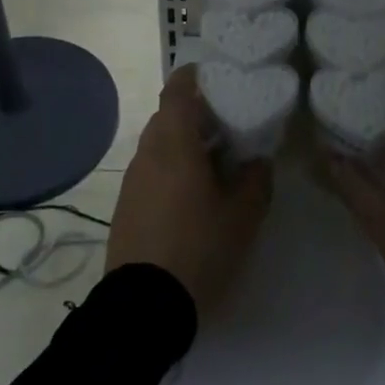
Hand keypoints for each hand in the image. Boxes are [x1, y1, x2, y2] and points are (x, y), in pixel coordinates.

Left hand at [106, 65, 272, 317]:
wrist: (143, 307)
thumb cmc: (198, 249)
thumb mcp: (242, 216)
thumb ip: (255, 180)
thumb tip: (258, 161)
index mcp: (174, 144)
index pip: (177, 90)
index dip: (195, 77)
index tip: (219, 78)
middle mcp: (148, 152)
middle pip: (169, 116)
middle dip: (198, 115)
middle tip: (231, 125)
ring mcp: (133, 179)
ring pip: (160, 144)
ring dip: (185, 144)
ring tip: (217, 163)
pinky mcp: (127, 204)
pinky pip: (152, 170)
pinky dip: (173, 169)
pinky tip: (194, 196)